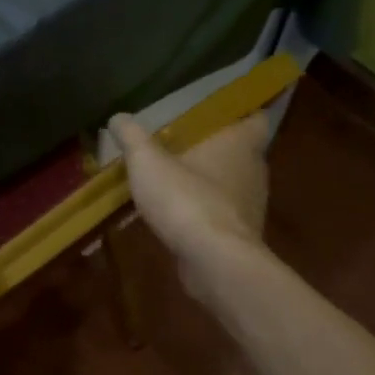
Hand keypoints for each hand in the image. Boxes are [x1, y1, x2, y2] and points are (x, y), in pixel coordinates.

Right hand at [110, 111, 268, 277]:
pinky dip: (204, 210)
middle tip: (185, 142)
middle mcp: (254, 170)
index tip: (219, 112)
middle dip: (216, 147)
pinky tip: (178, 213)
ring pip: (231, 183)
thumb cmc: (187, 199)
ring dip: (208, 181)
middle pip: (240, 151)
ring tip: (176, 177)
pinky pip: (222, 213)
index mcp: (240, 143)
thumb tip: (118, 117)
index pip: (256, 118)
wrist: (214, 262)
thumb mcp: (147, 162)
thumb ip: (132, 137)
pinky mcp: (240, 235)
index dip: (241, 113)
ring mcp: (250, 205)